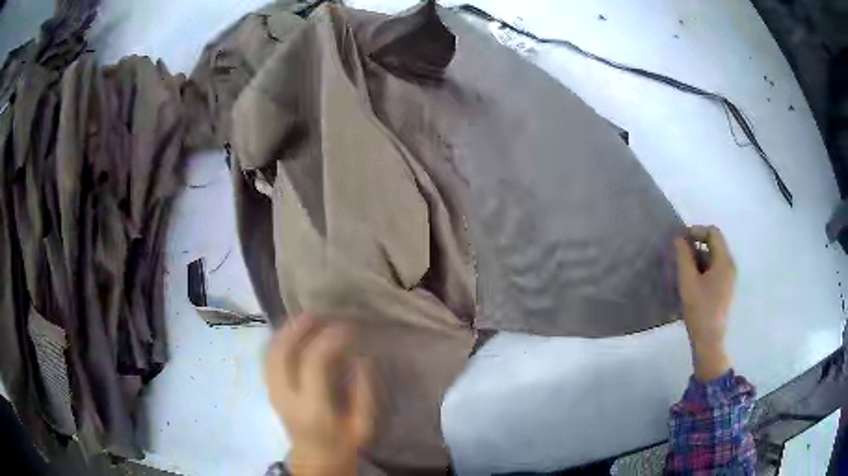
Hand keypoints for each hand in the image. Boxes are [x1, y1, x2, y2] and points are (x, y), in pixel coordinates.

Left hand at [265, 314, 375, 475]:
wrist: (315, 459)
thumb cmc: (343, 443)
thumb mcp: (363, 424)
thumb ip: (363, 391)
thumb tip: (361, 358)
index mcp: (312, 408)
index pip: (313, 363)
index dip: (329, 339)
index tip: (346, 326)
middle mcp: (286, 397)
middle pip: (282, 353)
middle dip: (298, 328)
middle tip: (317, 313)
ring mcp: (274, 393)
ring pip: (270, 353)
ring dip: (285, 331)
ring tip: (304, 318)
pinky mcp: (270, 390)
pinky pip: (268, 359)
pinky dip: (278, 340)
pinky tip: (291, 332)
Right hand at [674, 226, 735, 381]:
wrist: (709, 340)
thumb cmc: (699, 309)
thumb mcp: (688, 282)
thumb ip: (683, 257)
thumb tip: (679, 238)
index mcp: (724, 261)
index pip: (713, 232)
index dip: (697, 231)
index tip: (681, 240)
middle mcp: (730, 265)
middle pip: (715, 243)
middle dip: (697, 244)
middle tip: (680, 253)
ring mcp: (729, 277)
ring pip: (714, 256)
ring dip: (699, 256)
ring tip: (683, 268)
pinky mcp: (726, 288)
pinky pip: (715, 268)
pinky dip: (703, 267)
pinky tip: (692, 280)